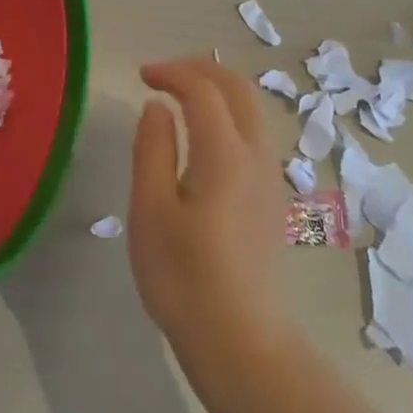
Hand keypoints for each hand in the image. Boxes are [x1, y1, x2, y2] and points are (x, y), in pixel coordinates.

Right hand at [129, 57, 296, 372]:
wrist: (241, 343)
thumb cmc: (183, 278)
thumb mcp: (150, 210)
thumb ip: (152, 148)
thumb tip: (158, 108)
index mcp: (225, 154)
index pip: (203, 89)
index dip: (171, 71)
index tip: (140, 76)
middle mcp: (257, 156)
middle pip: (239, 88)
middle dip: (200, 69)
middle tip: (162, 74)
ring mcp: (271, 178)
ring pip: (252, 109)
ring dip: (217, 89)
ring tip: (178, 97)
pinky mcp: (272, 198)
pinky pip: (254, 133)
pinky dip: (228, 113)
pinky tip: (201, 135)